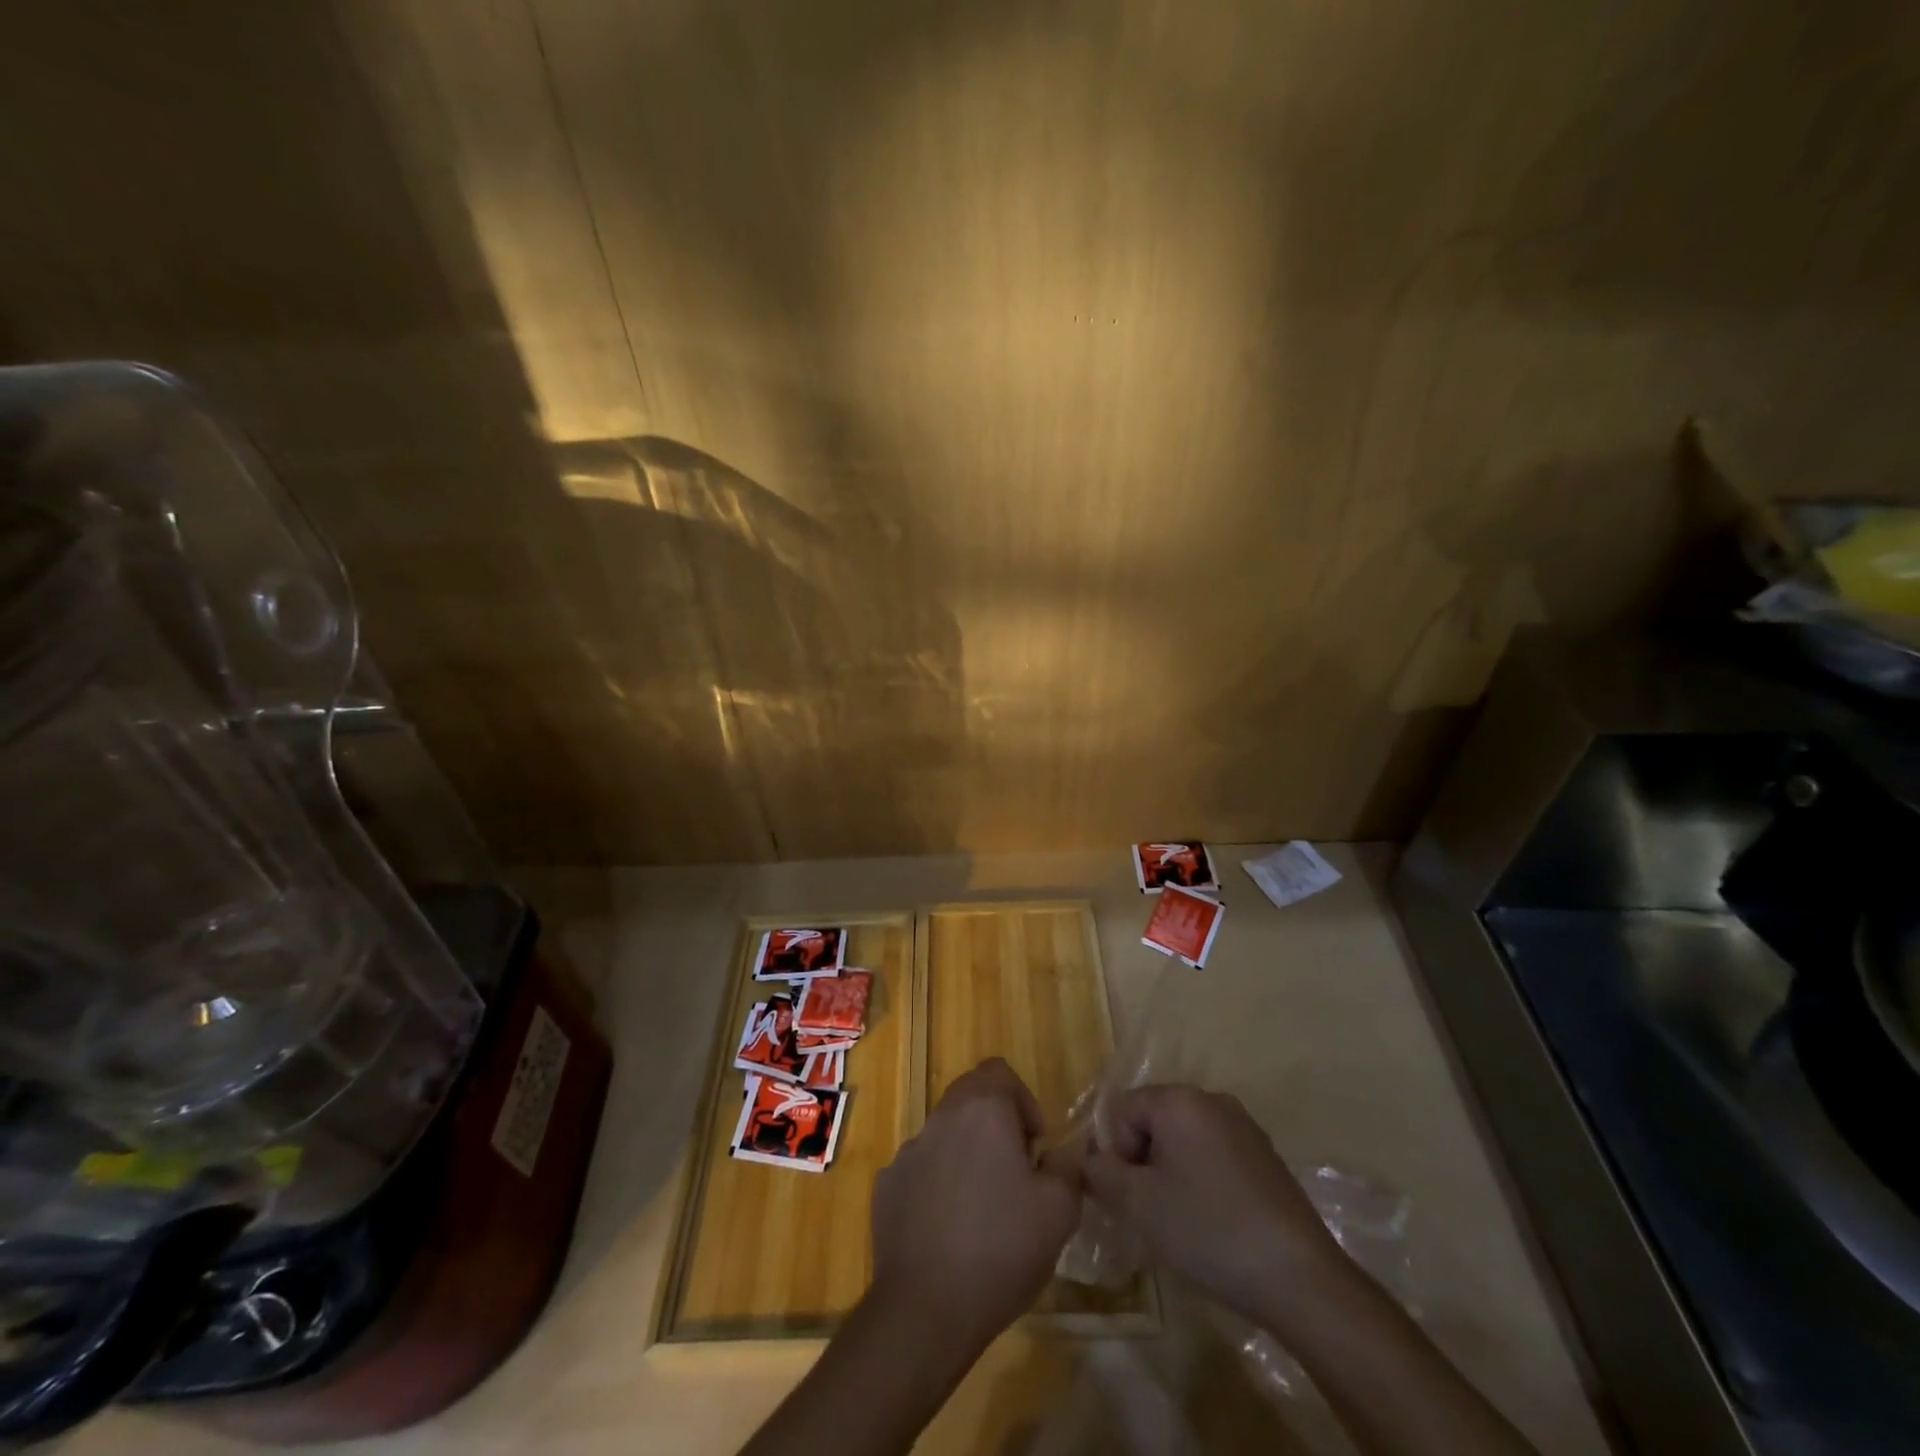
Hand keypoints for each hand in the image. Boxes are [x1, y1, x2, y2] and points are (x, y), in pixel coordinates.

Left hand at [869, 1058, 1080, 1347]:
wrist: (926, 1309)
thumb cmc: (1001, 1248)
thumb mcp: (1058, 1211)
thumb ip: (1067, 1168)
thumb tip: (1062, 1153)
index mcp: (982, 1110)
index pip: (999, 1071)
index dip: (1022, 1099)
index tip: (1034, 1145)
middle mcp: (940, 1118)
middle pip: (970, 1097)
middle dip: (996, 1125)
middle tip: (1015, 1173)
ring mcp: (908, 1151)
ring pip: (945, 1135)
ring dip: (966, 1155)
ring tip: (983, 1208)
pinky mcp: (887, 1185)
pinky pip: (921, 1169)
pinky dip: (938, 1184)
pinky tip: (949, 1230)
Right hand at [1083, 1084, 1350, 1332]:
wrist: (1299, 1277)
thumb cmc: (1208, 1230)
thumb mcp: (1138, 1205)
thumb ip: (1101, 1174)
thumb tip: (1089, 1160)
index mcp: (1180, 1100)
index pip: (1123, 1109)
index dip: (1116, 1152)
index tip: (1129, 1196)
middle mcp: (1212, 1100)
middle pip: (1154, 1121)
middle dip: (1143, 1162)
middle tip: (1150, 1211)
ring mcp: (1244, 1126)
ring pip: (1185, 1140)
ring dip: (1171, 1173)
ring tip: (1180, 1222)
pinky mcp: (1266, 1156)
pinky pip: (1215, 1155)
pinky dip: (1202, 1181)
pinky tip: (1213, 1224)